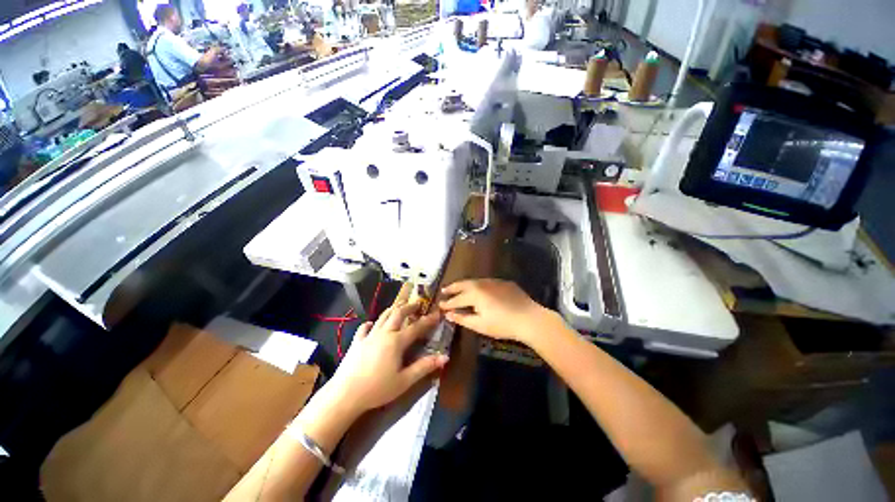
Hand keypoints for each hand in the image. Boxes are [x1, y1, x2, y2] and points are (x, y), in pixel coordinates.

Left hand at [328, 302, 447, 413]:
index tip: (437, 313)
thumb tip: (444, 357)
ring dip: (393, 309)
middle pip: (398, 314)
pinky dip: (370, 324)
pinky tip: (372, 324)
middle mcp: (384, 333)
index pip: (416, 327)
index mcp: (396, 341)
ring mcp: (368, 336)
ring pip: (382, 316)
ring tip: (400, 306)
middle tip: (417, 303)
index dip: (428, 320)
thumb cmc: (377, 389)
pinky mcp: (356, 342)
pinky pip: (364, 328)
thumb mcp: (404, 381)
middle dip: (409, 307)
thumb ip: (424, 367)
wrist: (345, 394)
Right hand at [439, 279, 555, 344]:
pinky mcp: (504, 282)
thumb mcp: (480, 325)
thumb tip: (449, 314)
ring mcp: (494, 281)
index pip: (457, 298)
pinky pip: (487, 282)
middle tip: (444, 290)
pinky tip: (479, 289)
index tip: (440, 305)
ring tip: (458, 288)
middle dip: (453, 287)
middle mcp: (482, 283)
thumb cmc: (502, 324)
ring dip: (465, 284)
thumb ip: (462, 318)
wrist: (529, 318)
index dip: (448, 303)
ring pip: (475, 281)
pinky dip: (479, 285)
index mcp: (474, 293)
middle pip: (463, 284)